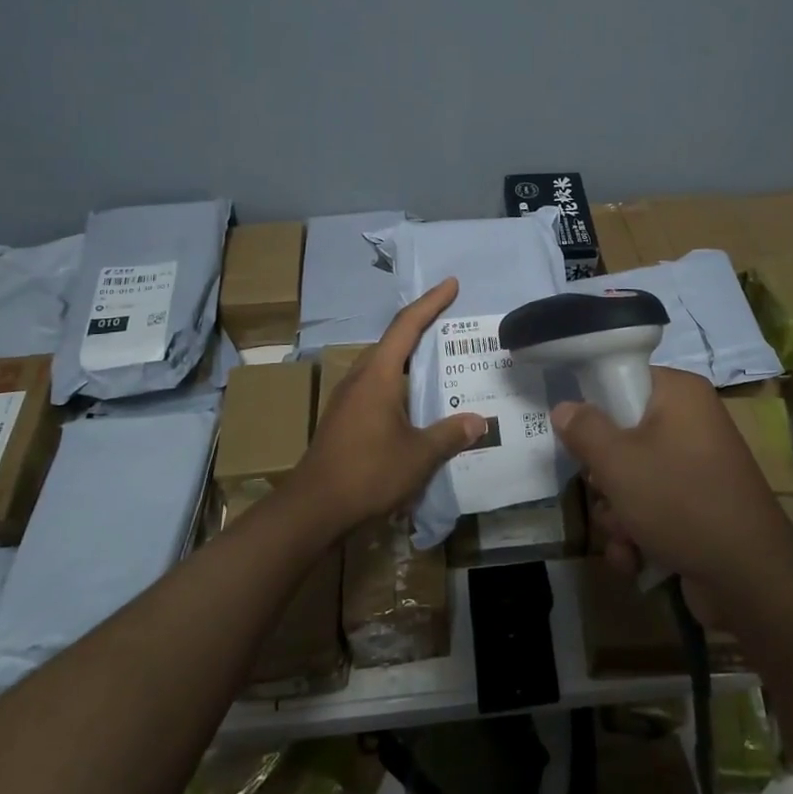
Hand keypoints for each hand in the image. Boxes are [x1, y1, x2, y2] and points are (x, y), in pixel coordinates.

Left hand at [288, 277, 486, 534]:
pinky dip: (400, 383)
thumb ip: (450, 435)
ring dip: (410, 359)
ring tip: (440, 362)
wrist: (312, 509)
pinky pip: (377, 387)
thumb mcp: (418, 455)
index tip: (451, 284)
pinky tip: (415, 403)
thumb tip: (479, 421)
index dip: (431, 303)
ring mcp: (348, 399)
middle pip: (393, 342)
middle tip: (452, 325)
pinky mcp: (344, 419)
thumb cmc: (367, 472)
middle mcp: (360, 378)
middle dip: (422, 328)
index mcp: (378, 375)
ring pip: (384, 366)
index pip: (407, 326)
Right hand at [554, 367, 792, 596]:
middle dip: (605, 477)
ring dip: (617, 513)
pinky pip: (652, 508)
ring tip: (625, 536)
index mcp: (680, 394)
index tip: (576, 435)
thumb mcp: (618, 461)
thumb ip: (584, 429)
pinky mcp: (697, 507)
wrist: (749, 578)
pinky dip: (637, 534)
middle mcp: (691, 423)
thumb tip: (564, 407)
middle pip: (623, 434)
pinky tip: (634, 558)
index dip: (595, 406)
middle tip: (605, 492)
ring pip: (632, 478)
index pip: (625, 379)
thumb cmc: (679, 501)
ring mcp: (696, 468)